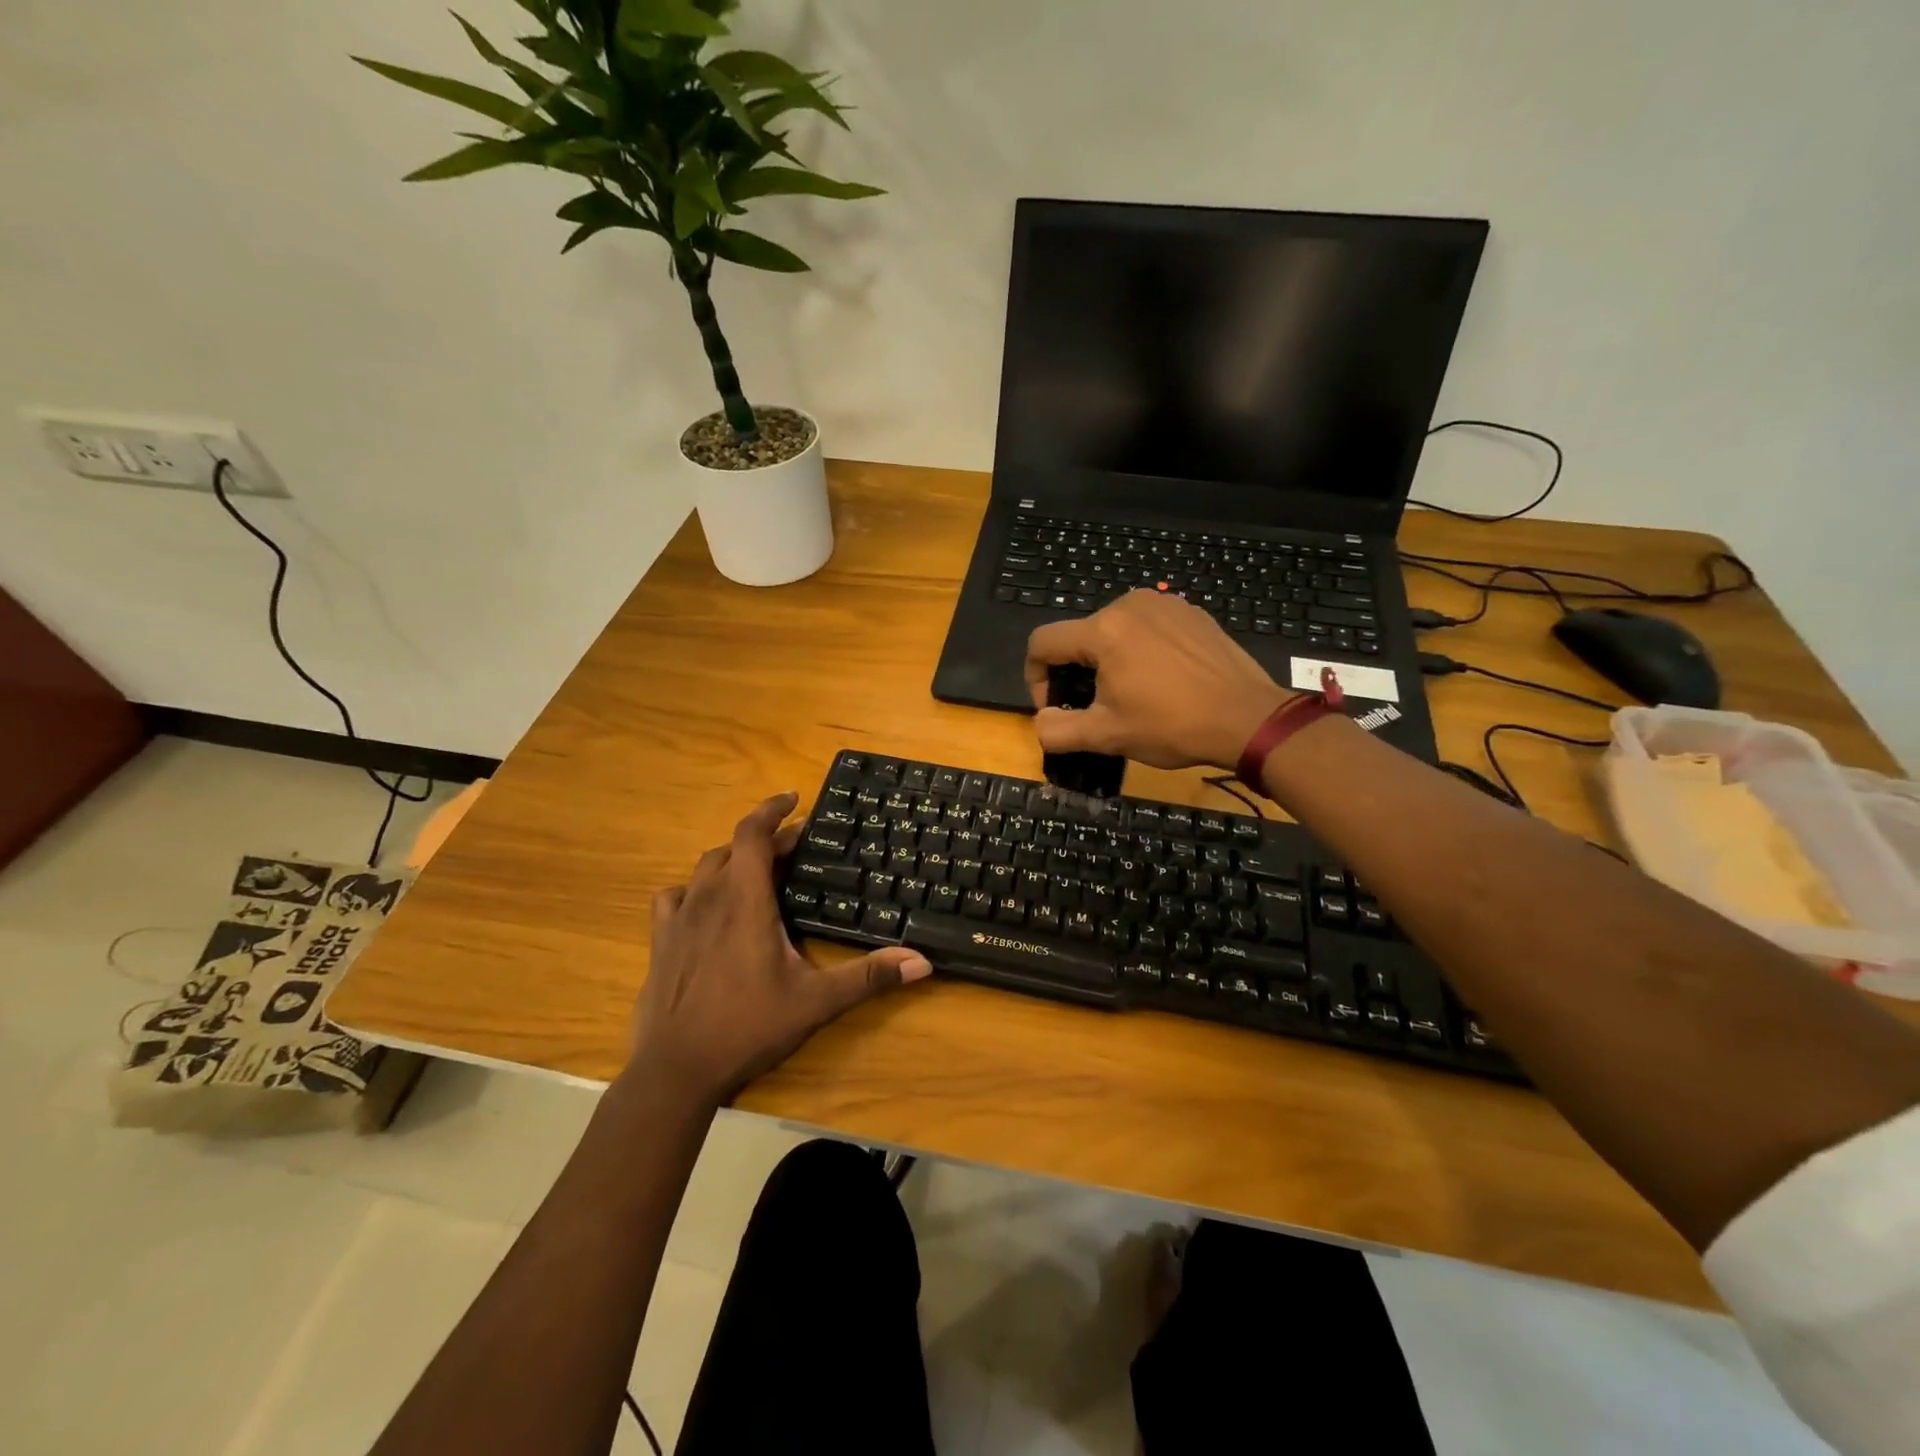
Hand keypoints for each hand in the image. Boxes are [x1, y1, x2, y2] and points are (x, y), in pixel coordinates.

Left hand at [629, 793, 931, 1108]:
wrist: (676, 1070)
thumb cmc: (748, 1026)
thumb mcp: (817, 1001)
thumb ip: (868, 977)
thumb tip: (922, 962)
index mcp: (746, 900)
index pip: (753, 833)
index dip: (772, 809)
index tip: (794, 798)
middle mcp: (709, 898)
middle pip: (735, 847)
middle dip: (766, 839)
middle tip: (795, 846)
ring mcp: (679, 919)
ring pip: (704, 868)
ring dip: (732, 860)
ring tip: (756, 870)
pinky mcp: (660, 941)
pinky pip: (673, 897)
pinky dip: (693, 890)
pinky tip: (705, 906)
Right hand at [1025, 590, 1296, 770]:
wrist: (1247, 718)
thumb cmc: (1171, 725)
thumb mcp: (1106, 736)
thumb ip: (1057, 730)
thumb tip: (1041, 722)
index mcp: (1103, 630)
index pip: (1042, 642)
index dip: (1035, 678)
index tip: (1055, 707)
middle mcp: (1129, 604)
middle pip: (1079, 636)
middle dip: (1076, 672)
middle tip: (1098, 707)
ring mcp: (1164, 603)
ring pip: (1113, 630)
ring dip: (1109, 661)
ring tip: (1133, 694)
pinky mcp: (1191, 612)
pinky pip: (1148, 627)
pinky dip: (1142, 650)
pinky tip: (1163, 680)